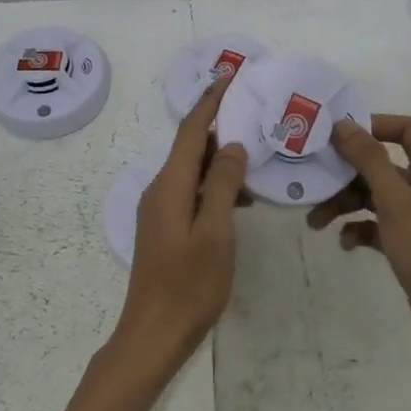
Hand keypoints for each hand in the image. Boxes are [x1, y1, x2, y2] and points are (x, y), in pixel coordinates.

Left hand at [108, 80, 249, 384]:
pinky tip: (242, 198)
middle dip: (220, 126)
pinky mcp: (165, 227)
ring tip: (257, 154)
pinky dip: (215, 185)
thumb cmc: (189, 285)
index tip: (230, 76)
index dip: (211, 101)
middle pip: (191, 146)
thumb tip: (233, 145)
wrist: (152, 334)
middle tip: (255, 113)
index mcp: (171, 185)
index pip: (192, 130)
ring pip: (193, 170)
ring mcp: (160, 210)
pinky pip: (192, 192)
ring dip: (221, 160)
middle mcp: (160, 190)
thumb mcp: (216, 233)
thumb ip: (224, 186)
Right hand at [308, 114, 410, 361]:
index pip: (408, 129)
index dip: (376, 124)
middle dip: (346, 172)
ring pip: (374, 196)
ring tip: (315, 222)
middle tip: (314, 179)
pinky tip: (345, 243)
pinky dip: (358, 229)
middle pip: (381, 164)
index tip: (340, 135)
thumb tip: (343, 124)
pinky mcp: (408, 243)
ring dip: (344, 204)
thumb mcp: (395, 202)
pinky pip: (376, 224)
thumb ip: (369, 160)